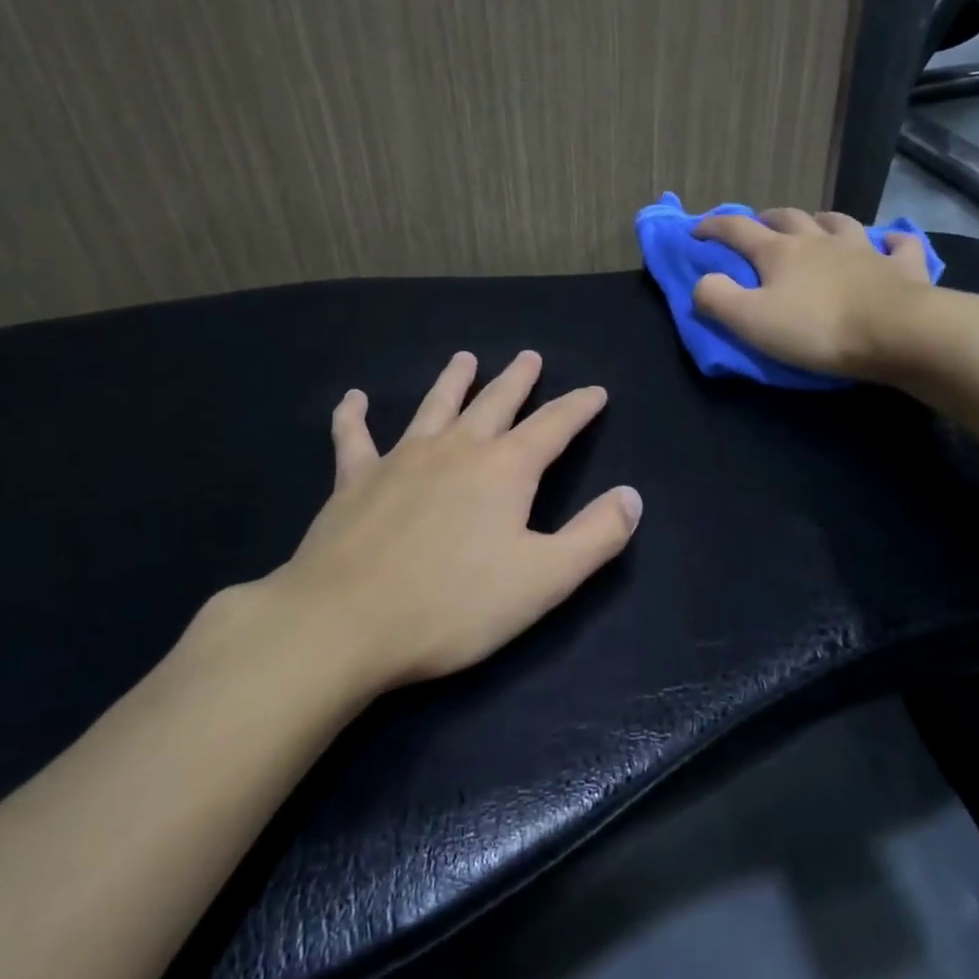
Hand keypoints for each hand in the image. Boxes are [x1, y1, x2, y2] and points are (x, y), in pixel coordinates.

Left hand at [245, 350, 641, 689]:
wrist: (346, 622)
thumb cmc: (454, 604)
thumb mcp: (544, 579)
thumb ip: (596, 536)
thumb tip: (632, 496)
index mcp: (505, 469)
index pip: (554, 426)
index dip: (578, 407)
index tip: (595, 391)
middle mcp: (457, 449)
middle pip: (495, 402)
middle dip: (517, 380)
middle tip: (530, 357)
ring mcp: (401, 459)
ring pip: (434, 406)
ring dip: (453, 380)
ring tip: (465, 358)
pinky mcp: (354, 480)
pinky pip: (354, 437)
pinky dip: (353, 416)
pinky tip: (353, 399)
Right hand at [691, 208, 978, 391]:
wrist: (897, 333)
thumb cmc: (817, 328)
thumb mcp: (751, 320)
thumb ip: (716, 298)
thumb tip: (701, 282)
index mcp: (780, 252)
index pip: (737, 229)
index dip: (713, 226)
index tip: (696, 230)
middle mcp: (820, 241)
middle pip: (789, 218)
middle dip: (767, 218)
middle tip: (758, 226)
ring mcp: (864, 250)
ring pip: (839, 222)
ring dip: (822, 220)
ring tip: (816, 225)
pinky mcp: (902, 267)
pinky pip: (898, 244)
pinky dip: (890, 240)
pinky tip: (889, 242)